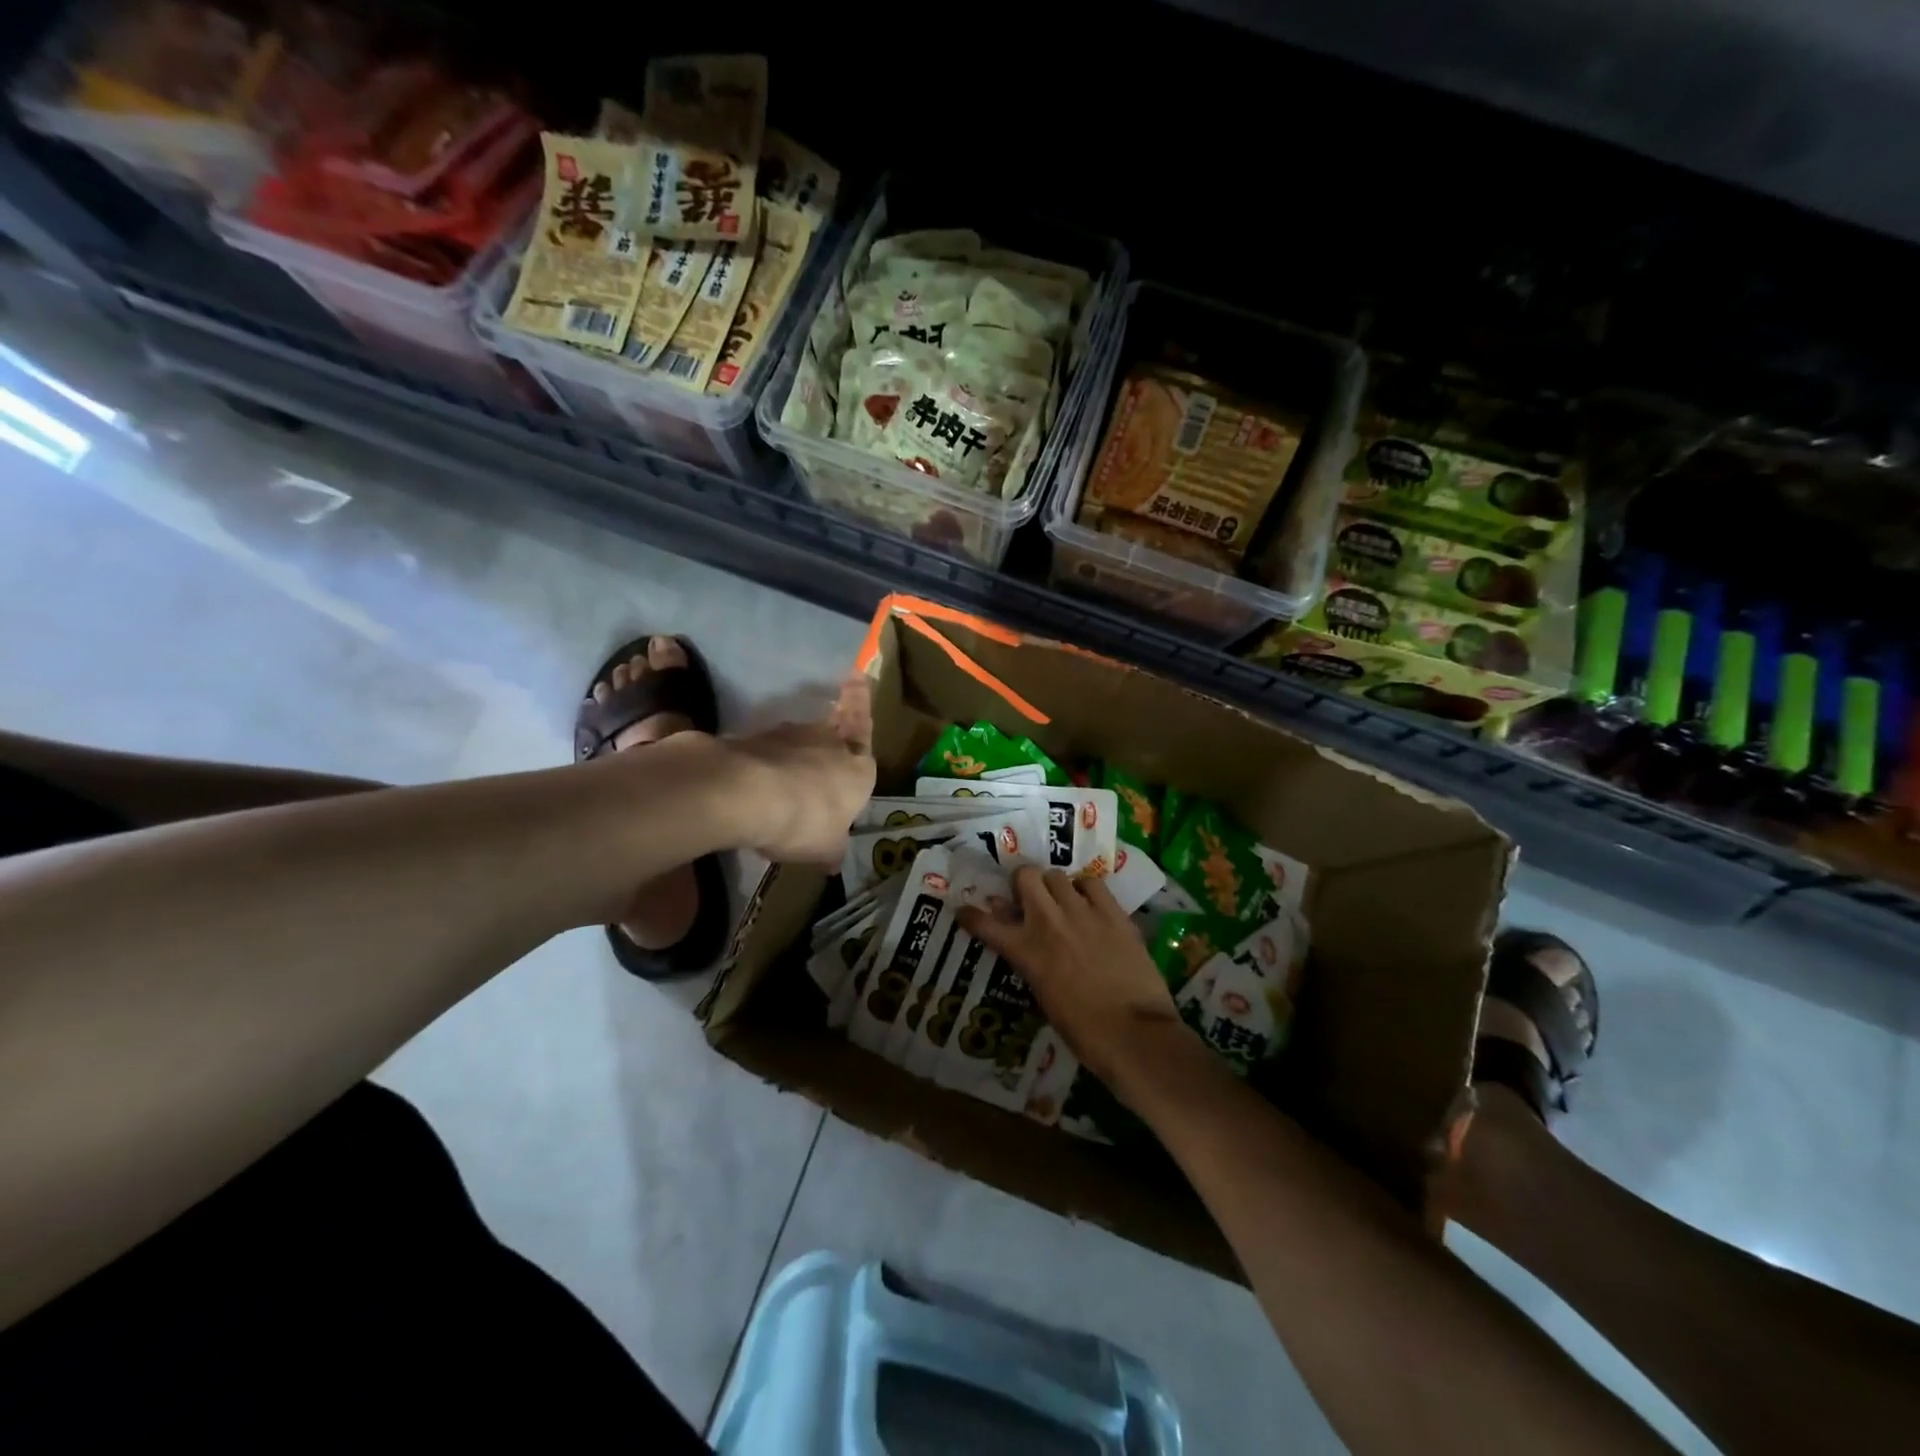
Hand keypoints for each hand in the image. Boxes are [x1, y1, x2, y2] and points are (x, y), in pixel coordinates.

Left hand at [723, 671, 875, 863]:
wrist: (746, 793)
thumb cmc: (806, 820)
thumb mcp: (825, 847)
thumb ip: (830, 848)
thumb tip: (832, 860)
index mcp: (857, 766)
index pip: (864, 728)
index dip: (860, 702)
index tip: (857, 673)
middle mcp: (827, 742)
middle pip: (830, 733)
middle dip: (828, 737)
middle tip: (823, 748)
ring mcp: (786, 737)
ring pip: (796, 742)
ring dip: (792, 756)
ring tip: (783, 784)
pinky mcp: (751, 740)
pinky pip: (764, 753)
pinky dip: (763, 766)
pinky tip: (754, 788)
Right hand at [958, 865, 1190, 1091]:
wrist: (1135, 1035)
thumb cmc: (1084, 1032)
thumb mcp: (1044, 997)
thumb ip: (1030, 962)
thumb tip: (1023, 943)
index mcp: (1026, 951)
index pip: (985, 923)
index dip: (971, 915)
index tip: (966, 911)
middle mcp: (1048, 922)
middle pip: (1025, 876)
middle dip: (1022, 884)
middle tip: (1029, 899)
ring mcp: (1082, 912)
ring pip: (1057, 875)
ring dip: (1054, 886)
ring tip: (1062, 901)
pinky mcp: (1113, 912)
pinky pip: (1092, 883)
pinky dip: (1086, 890)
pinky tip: (1090, 903)